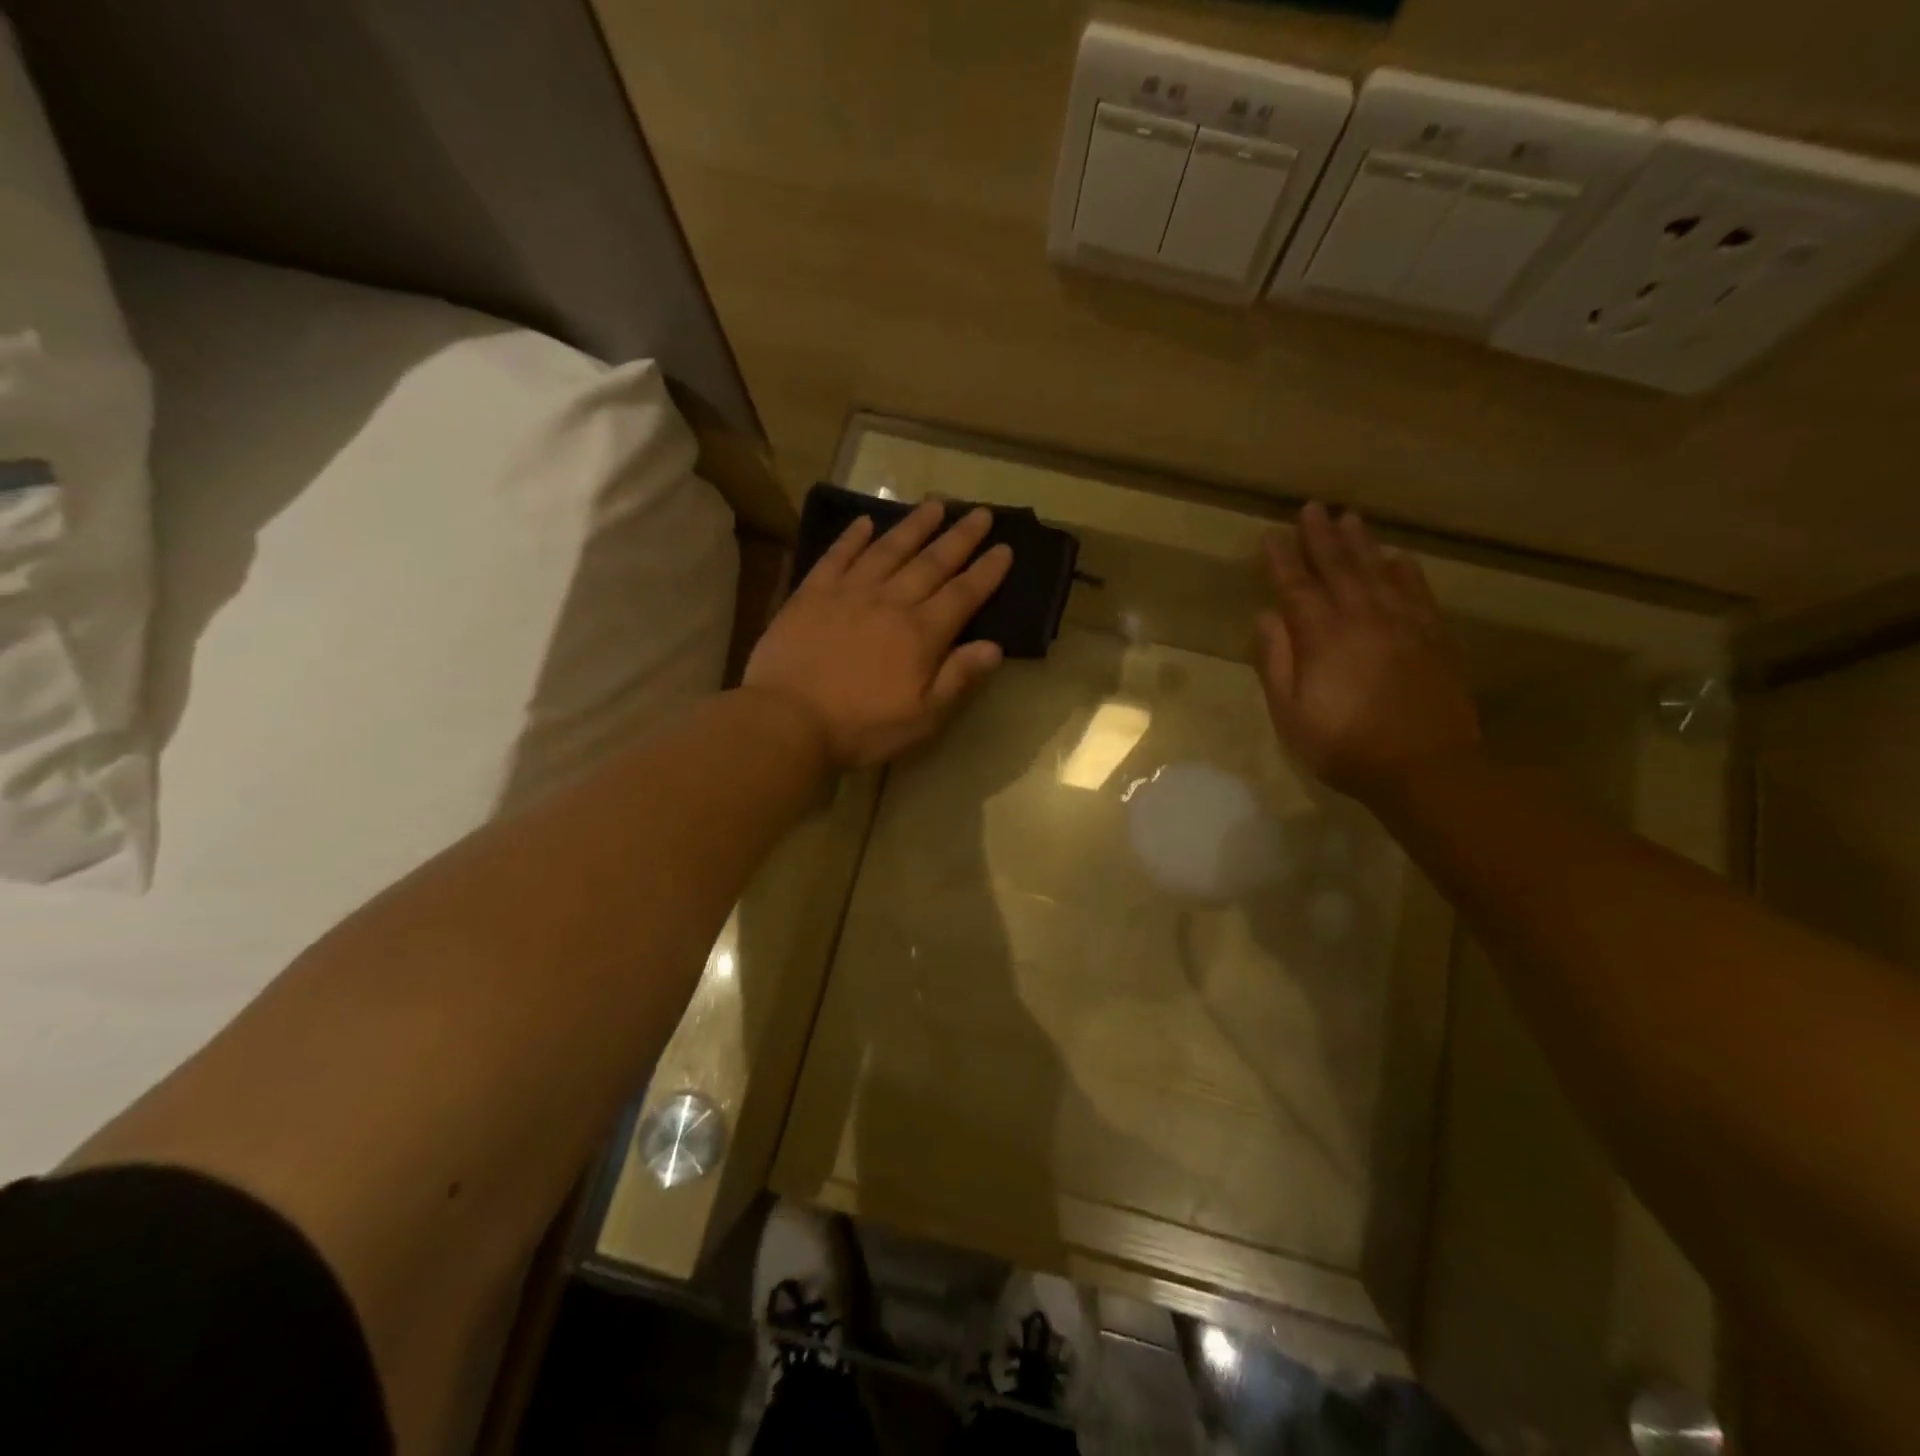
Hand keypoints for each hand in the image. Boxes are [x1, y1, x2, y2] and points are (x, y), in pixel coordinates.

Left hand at [745, 500, 1013, 768]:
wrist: (788, 720)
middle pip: (931, 563)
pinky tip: (865, 522)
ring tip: (935, 504)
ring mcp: (848, 593)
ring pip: (888, 550)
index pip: (963, 595)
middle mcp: (890, 602)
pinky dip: (852, 537)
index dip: (986, 571)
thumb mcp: (922, 717)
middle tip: (981, 512)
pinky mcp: (811, 593)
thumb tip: (995, 646)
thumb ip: (957, 678)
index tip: (1005, 548)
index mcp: (921, 634)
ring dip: (914, 526)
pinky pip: (837, 556)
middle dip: (960, 537)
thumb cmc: (861, 727)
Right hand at [1256, 502, 1480, 800]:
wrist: (1425, 767)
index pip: (1296, 587)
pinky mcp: (1434, 637)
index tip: (1270, 536)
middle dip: (1321, 537)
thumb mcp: (1290, 713)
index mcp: (1323, 637)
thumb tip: (1266, 618)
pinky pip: (1417, 592)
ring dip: (1361, 544)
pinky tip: (1397, 558)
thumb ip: (1276, 662)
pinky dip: (1405, 571)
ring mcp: (1404, 624)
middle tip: (1311, 508)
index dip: (1282, 560)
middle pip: (1339, 568)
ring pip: (1378, 572)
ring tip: (1349, 519)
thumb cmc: (1344, 745)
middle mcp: (1363, 618)